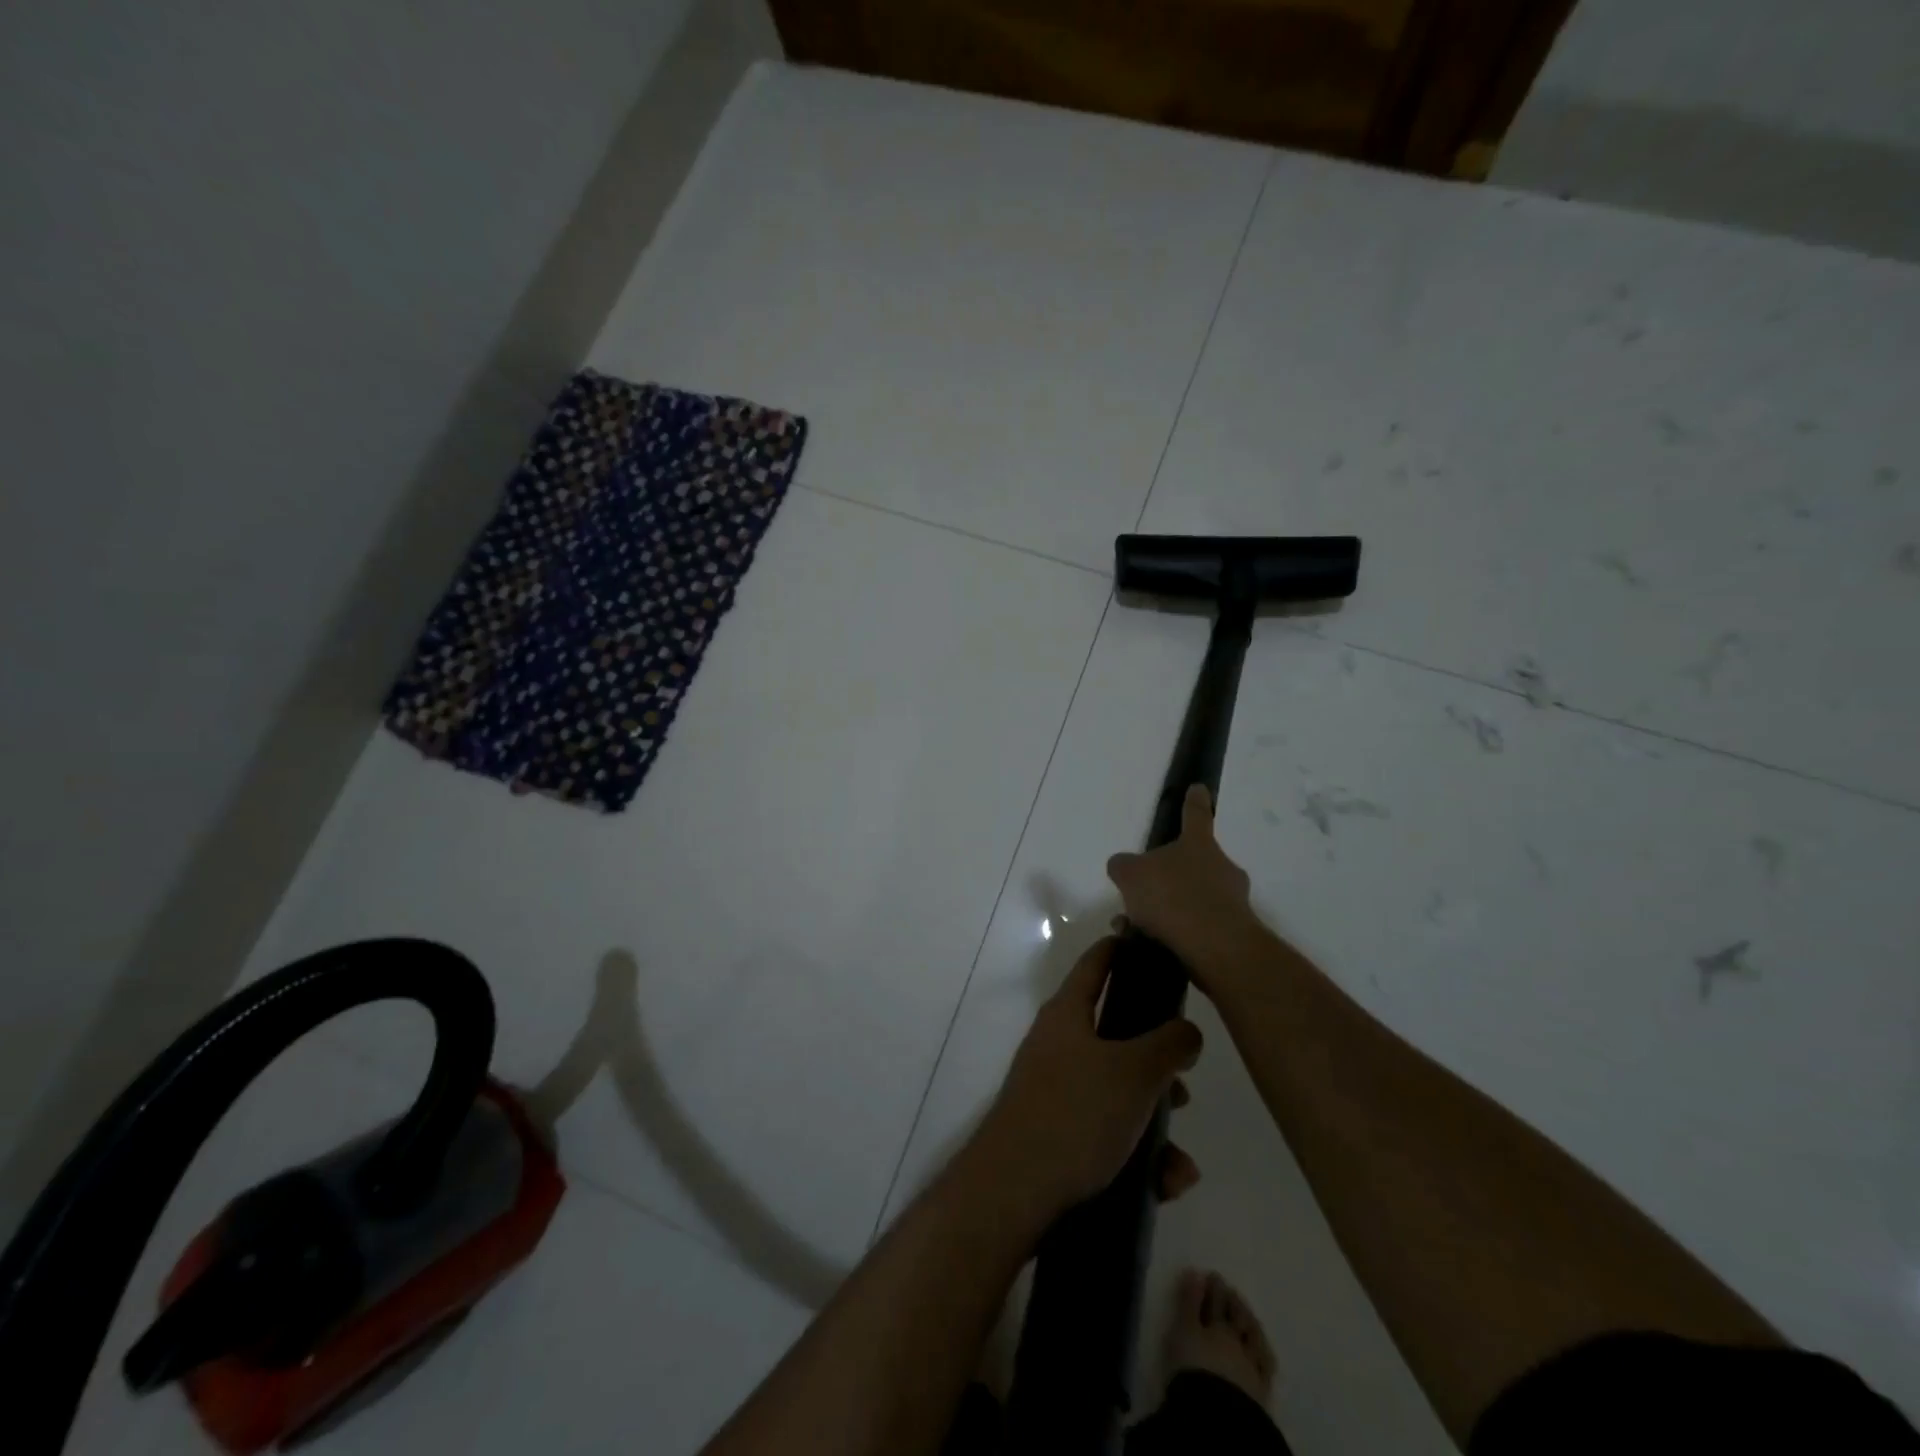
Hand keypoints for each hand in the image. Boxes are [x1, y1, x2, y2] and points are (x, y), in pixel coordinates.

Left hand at [973, 937, 1203, 1220]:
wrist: (1013, 1193)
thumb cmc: (1075, 1114)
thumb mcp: (1133, 1072)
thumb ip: (1168, 1044)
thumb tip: (1186, 1030)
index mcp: (1068, 1013)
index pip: (1097, 963)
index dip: (1123, 949)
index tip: (1151, 944)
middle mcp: (1058, 1044)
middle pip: (1117, 1035)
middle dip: (1157, 1062)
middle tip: (1184, 1085)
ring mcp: (1055, 1091)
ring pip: (1119, 1092)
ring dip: (1154, 1122)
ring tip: (1178, 1160)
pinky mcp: (1058, 1135)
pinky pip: (1109, 1134)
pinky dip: (1138, 1155)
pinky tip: (1164, 1185)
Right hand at [1106, 785, 1261, 994]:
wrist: (1215, 947)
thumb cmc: (1172, 897)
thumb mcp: (1131, 875)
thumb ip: (1123, 866)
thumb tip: (1123, 866)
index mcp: (1198, 845)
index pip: (1195, 815)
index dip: (1194, 801)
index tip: (1199, 788)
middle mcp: (1221, 868)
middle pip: (1195, 864)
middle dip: (1170, 877)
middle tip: (1143, 894)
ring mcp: (1233, 902)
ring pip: (1193, 900)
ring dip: (1167, 912)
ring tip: (1134, 929)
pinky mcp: (1234, 935)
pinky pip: (1198, 929)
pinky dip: (1175, 935)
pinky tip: (1150, 947)